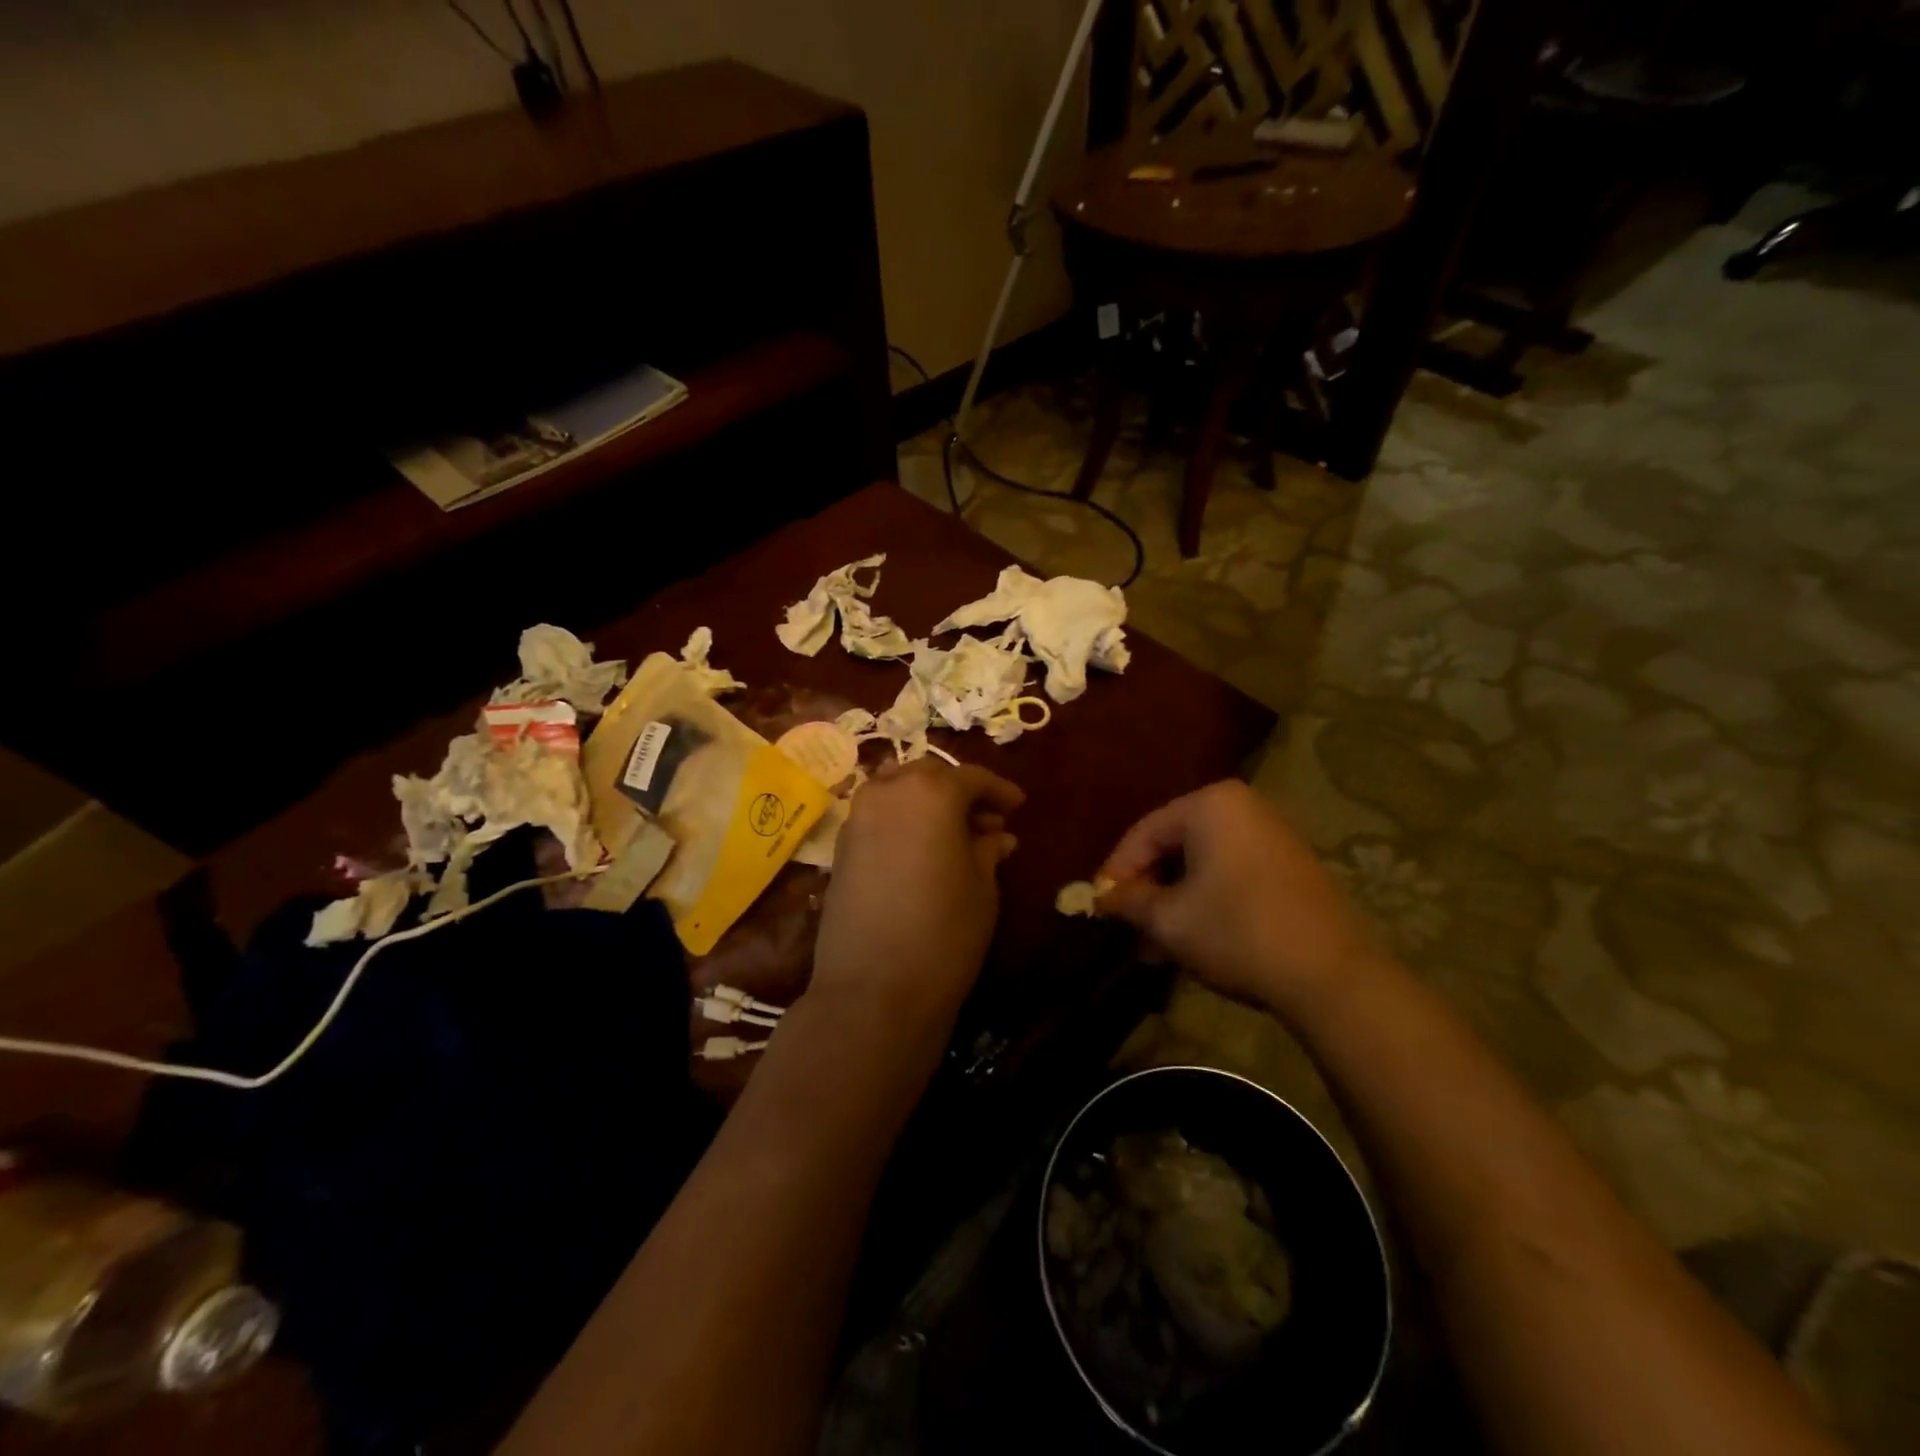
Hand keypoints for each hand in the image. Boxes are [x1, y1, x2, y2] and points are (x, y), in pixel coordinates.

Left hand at [810, 760, 1022, 1031]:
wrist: (873, 989)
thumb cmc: (944, 932)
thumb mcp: (982, 888)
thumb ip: (988, 851)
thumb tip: (996, 836)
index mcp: (931, 791)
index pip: (972, 778)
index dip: (999, 790)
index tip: (1018, 806)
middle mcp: (888, 791)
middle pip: (929, 775)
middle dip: (960, 791)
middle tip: (987, 820)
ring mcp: (857, 818)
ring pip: (896, 790)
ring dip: (926, 801)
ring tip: (952, 833)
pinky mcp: (840, 847)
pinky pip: (878, 816)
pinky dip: (902, 820)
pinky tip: (921, 849)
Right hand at [1095, 780, 1383, 1015]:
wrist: (1332, 976)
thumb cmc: (1237, 932)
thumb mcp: (1169, 919)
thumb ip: (1129, 902)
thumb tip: (1102, 899)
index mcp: (1210, 805)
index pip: (1144, 833)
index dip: (1115, 872)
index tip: (1098, 907)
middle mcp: (1243, 808)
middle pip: (1174, 846)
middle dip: (1147, 890)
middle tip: (1127, 927)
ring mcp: (1272, 836)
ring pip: (1202, 865)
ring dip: (1174, 902)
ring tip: (1154, 945)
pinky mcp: (1291, 867)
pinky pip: (1231, 875)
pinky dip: (1205, 902)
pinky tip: (1192, 940)